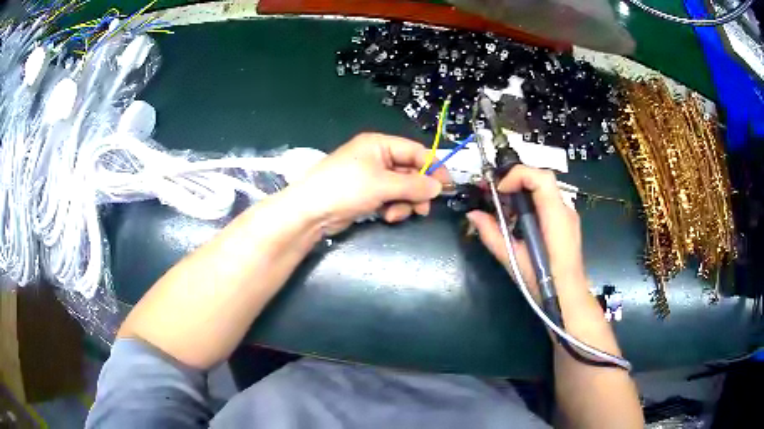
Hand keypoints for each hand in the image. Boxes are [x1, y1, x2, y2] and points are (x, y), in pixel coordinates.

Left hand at [289, 133, 450, 233]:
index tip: (447, 186)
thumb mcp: (382, 184)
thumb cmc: (346, 188)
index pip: (416, 152)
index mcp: (380, 145)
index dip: (433, 168)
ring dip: (405, 203)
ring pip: (402, 188)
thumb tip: (438, 188)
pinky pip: (390, 199)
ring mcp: (372, 177)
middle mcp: (377, 157)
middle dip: (417, 191)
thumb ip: (413, 185)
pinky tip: (387, 216)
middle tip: (423, 209)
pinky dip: (393, 208)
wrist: (311, 211)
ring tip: (397, 214)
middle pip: (410, 172)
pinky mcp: (367, 195)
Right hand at [467, 166, 586, 297]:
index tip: (498, 190)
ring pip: (544, 189)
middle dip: (515, 180)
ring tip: (503, 206)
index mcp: (555, 217)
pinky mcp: (566, 222)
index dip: (517, 175)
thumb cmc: (543, 282)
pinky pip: (547, 201)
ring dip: (521, 191)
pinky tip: (519, 219)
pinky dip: (530, 202)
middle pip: (541, 179)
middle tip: (494, 194)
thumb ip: (492, 235)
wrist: (568, 297)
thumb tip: (473, 215)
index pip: (541, 178)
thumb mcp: (513, 259)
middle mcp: (565, 210)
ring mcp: (568, 215)